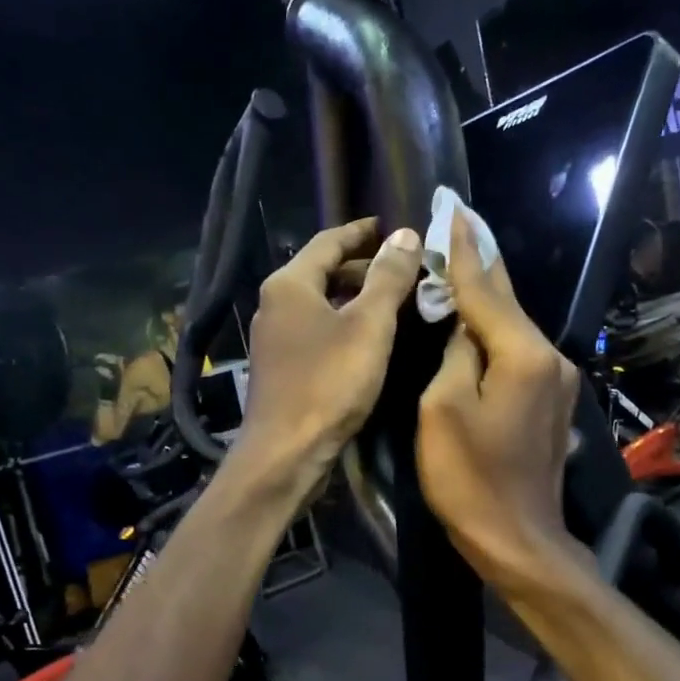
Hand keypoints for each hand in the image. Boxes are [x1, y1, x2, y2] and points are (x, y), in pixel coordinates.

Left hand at [235, 218, 423, 494]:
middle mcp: (274, 304)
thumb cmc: (329, 383)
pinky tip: (368, 340)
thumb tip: (405, 234)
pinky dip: (343, 324)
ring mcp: (274, 338)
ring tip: (393, 301)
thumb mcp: (369, 326)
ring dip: (354, 298)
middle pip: (322, 272)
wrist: (286, 453)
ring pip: (320, 304)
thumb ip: (388, 278)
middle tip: (403, 267)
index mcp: (289, 284)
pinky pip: (316, 331)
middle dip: (362, 267)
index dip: (362, 232)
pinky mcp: (280, 368)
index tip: (391, 227)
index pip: (329, 241)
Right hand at [417, 212, 581, 587]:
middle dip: (483, 262)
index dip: (465, 251)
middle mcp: (551, 357)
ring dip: (488, 298)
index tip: (452, 210)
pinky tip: (478, 323)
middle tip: (461, 221)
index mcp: (524, 354)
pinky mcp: (551, 404)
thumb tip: (463, 327)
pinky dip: (496, 333)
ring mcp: (557, 382)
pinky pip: (520, 353)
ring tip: (462, 264)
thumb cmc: (470, 479)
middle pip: (509, 301)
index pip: (487, 289)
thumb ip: (455, 353)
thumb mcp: (442, 410)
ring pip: (515, 327)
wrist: (518, 541)